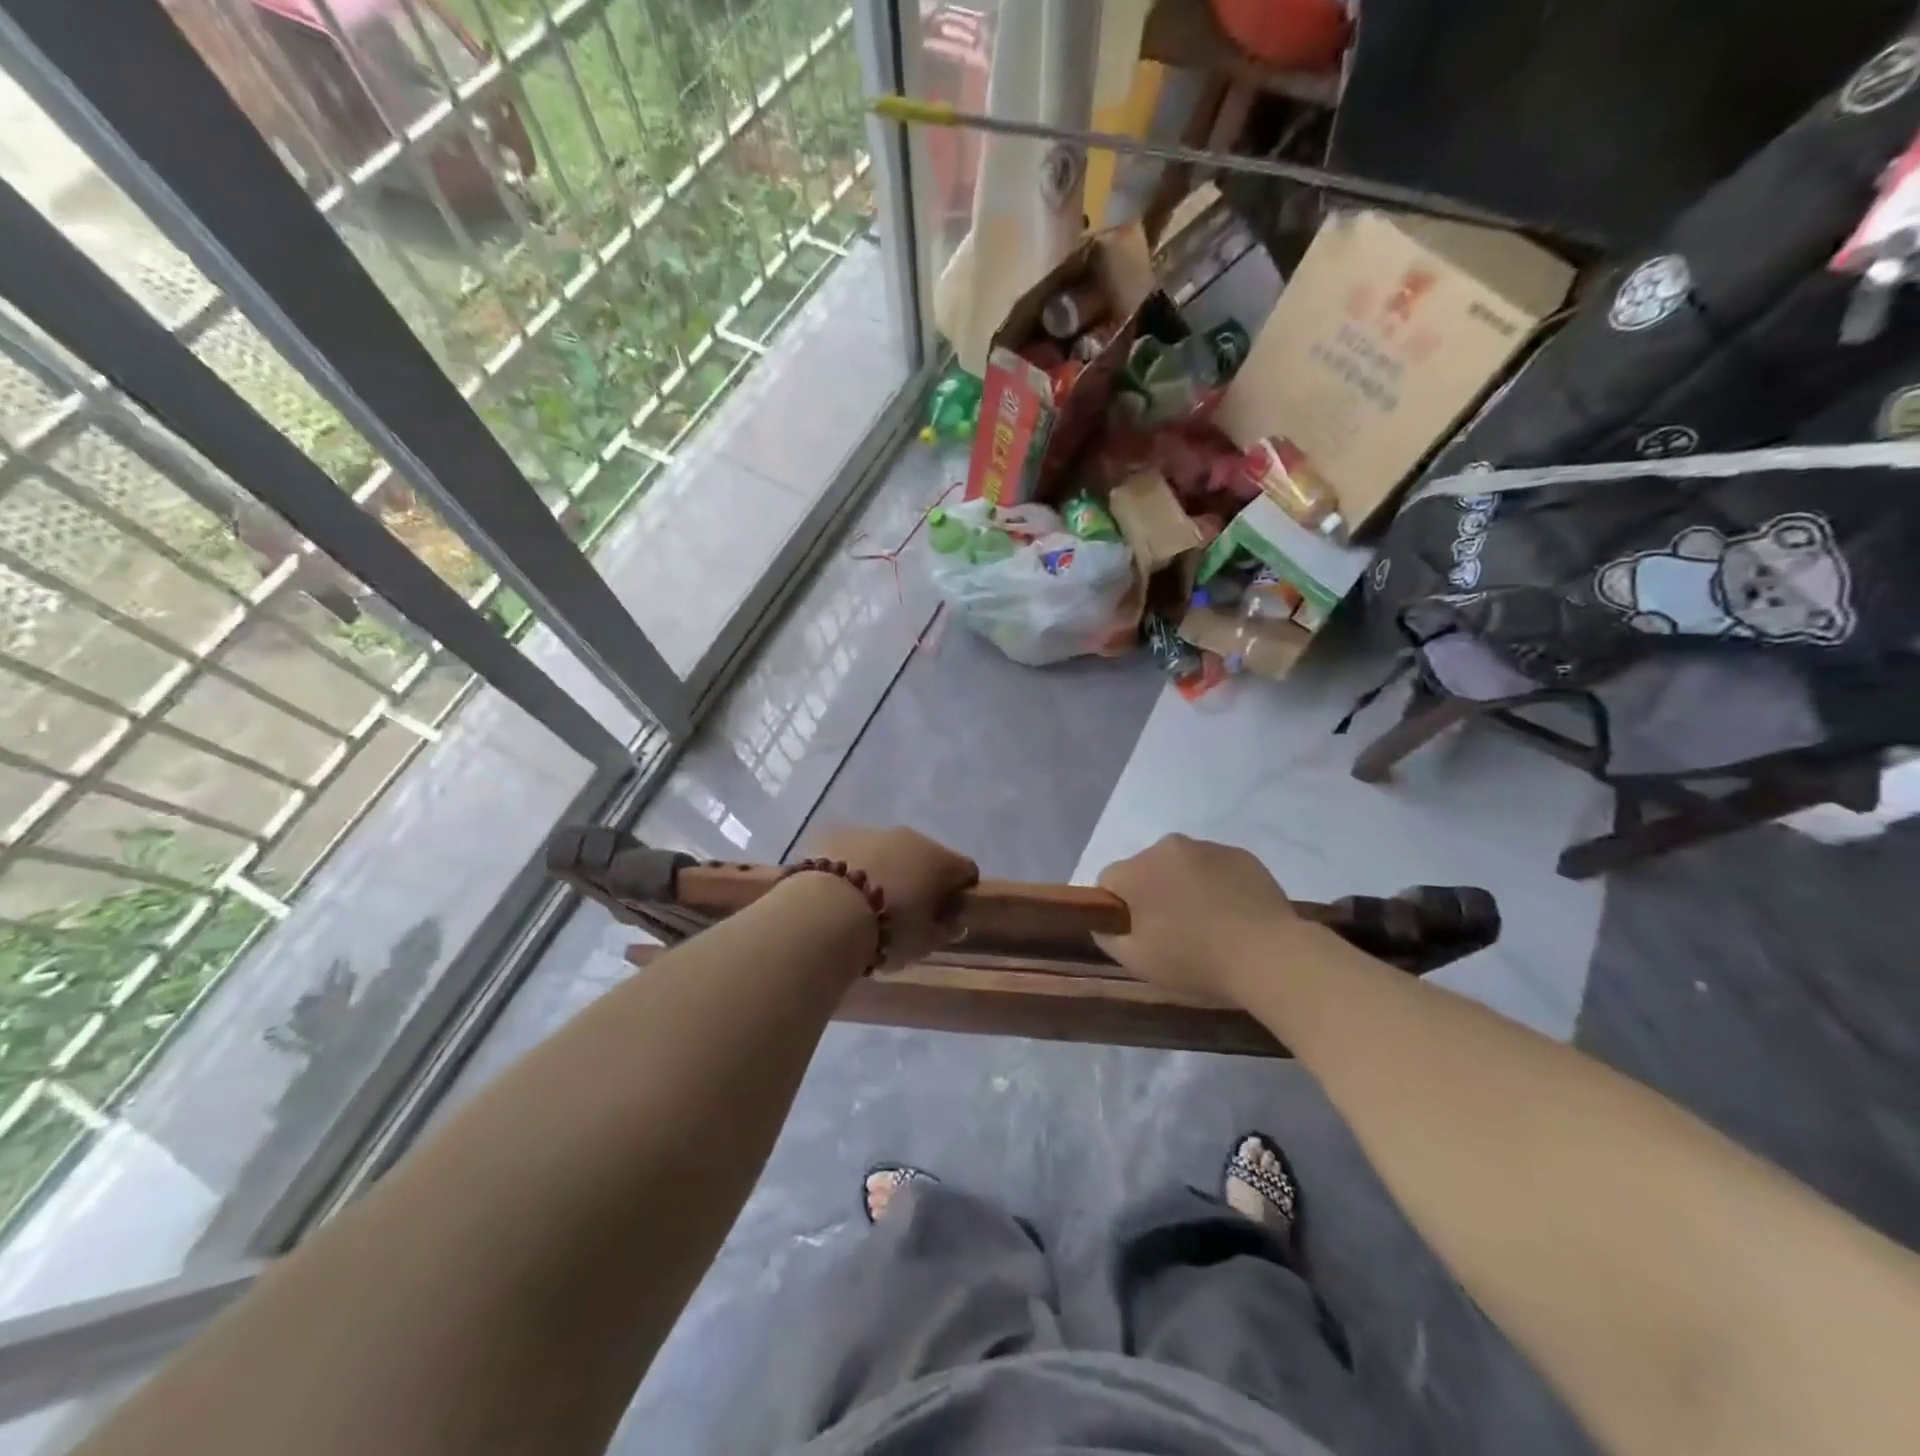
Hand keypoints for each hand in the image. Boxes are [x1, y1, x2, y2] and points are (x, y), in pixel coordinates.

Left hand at [805, 825, 978, 967]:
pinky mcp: (837, 834)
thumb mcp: (924, 942)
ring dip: (886, 869)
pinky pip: (855, 851)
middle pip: (926, 856)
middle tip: (905, 911)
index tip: (946, 916)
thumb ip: (944, 929)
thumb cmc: (888, 930)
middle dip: (920, 879)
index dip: (960, 892)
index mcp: (941, 860)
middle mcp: (911, 837)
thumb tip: (952, 921)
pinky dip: (854, 867)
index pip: (966, 870)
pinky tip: (841, 892)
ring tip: (867, 904)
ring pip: (888, 850)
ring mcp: (872, 831)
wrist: (827, 911)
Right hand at [1093, 834, 1301, 1002]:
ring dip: (1184, 888)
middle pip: (1145, 870)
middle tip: (1173, 933)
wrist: (1271, 956)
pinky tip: (1232, 916)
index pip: (1109, 881)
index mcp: (1138, 869)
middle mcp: (1169, 846)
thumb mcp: (1136, 961)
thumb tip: (1103, 923)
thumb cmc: (1195, 960)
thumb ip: (1107, 937)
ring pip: (1180, 867)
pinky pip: (1214, 868)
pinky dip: (1215, 886)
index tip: (1138, 934)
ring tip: (1207, 925)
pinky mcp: (1242, 855)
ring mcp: (1209, 847)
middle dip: (1152, 894)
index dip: (1118, 910)